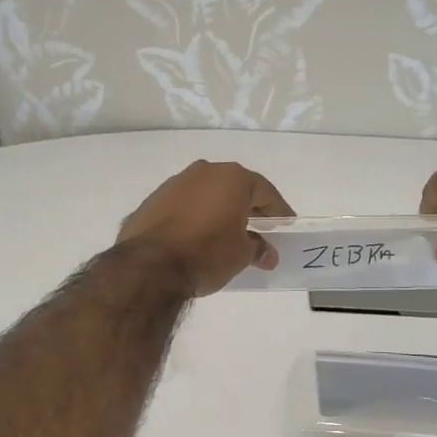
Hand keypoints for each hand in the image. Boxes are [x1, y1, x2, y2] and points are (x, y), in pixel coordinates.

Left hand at [118, 161, 295, 296]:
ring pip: (207, 194)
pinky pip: (185, 205)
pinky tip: (199, 237)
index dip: (279, 211)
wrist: (149, 265)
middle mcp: (204, 171)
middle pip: (235, 189)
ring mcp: (175, 183)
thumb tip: (267, 254)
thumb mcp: (241, 255)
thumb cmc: (207, 253)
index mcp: (232, 178)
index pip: (265, 192)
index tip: (287, 225)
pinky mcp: (153, 200)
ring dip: (220, 211)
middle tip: (262, 229)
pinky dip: (196, 217)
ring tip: (229, 235)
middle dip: (250, 209)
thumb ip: (258, 249)